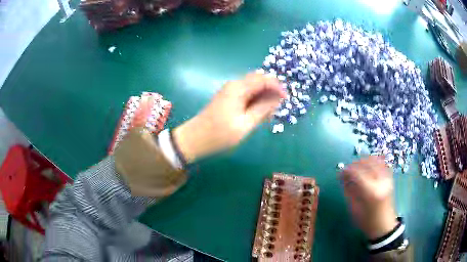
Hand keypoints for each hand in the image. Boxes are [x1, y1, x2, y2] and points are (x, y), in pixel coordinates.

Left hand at [173, 73, 285, 162]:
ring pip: (253, 88)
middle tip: (276, 109)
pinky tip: (258, 115)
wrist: (194, 139)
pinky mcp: (228, 98)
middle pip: (258, 81)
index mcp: (238, 88)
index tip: (286, 99)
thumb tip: (277, 98)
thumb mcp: (245, 124)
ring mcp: (230, 91)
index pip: (263, 79)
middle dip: (270, 92)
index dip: (277, 87)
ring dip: (263, 98)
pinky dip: (255, 102)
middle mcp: (234, 85)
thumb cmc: (219, 134)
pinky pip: (246, 95)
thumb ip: (262, 109)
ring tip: (268, 115)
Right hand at [340, 156, 397, 239]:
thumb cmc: (366, 221)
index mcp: (371, 192)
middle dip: (355, 164)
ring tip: (357, 167)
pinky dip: (374, 161)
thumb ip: (349, 191)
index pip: (358, 174)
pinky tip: (368, 165)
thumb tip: (343, 177)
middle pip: (367, 164)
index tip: (340, 172)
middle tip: (347, 169)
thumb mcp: (354, 209)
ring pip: (375, 161)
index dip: (348, 170)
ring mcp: (387, 179)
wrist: (383, 226)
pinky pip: (382, 163)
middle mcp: (381, 182)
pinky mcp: (390, 179)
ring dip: (364, 161)